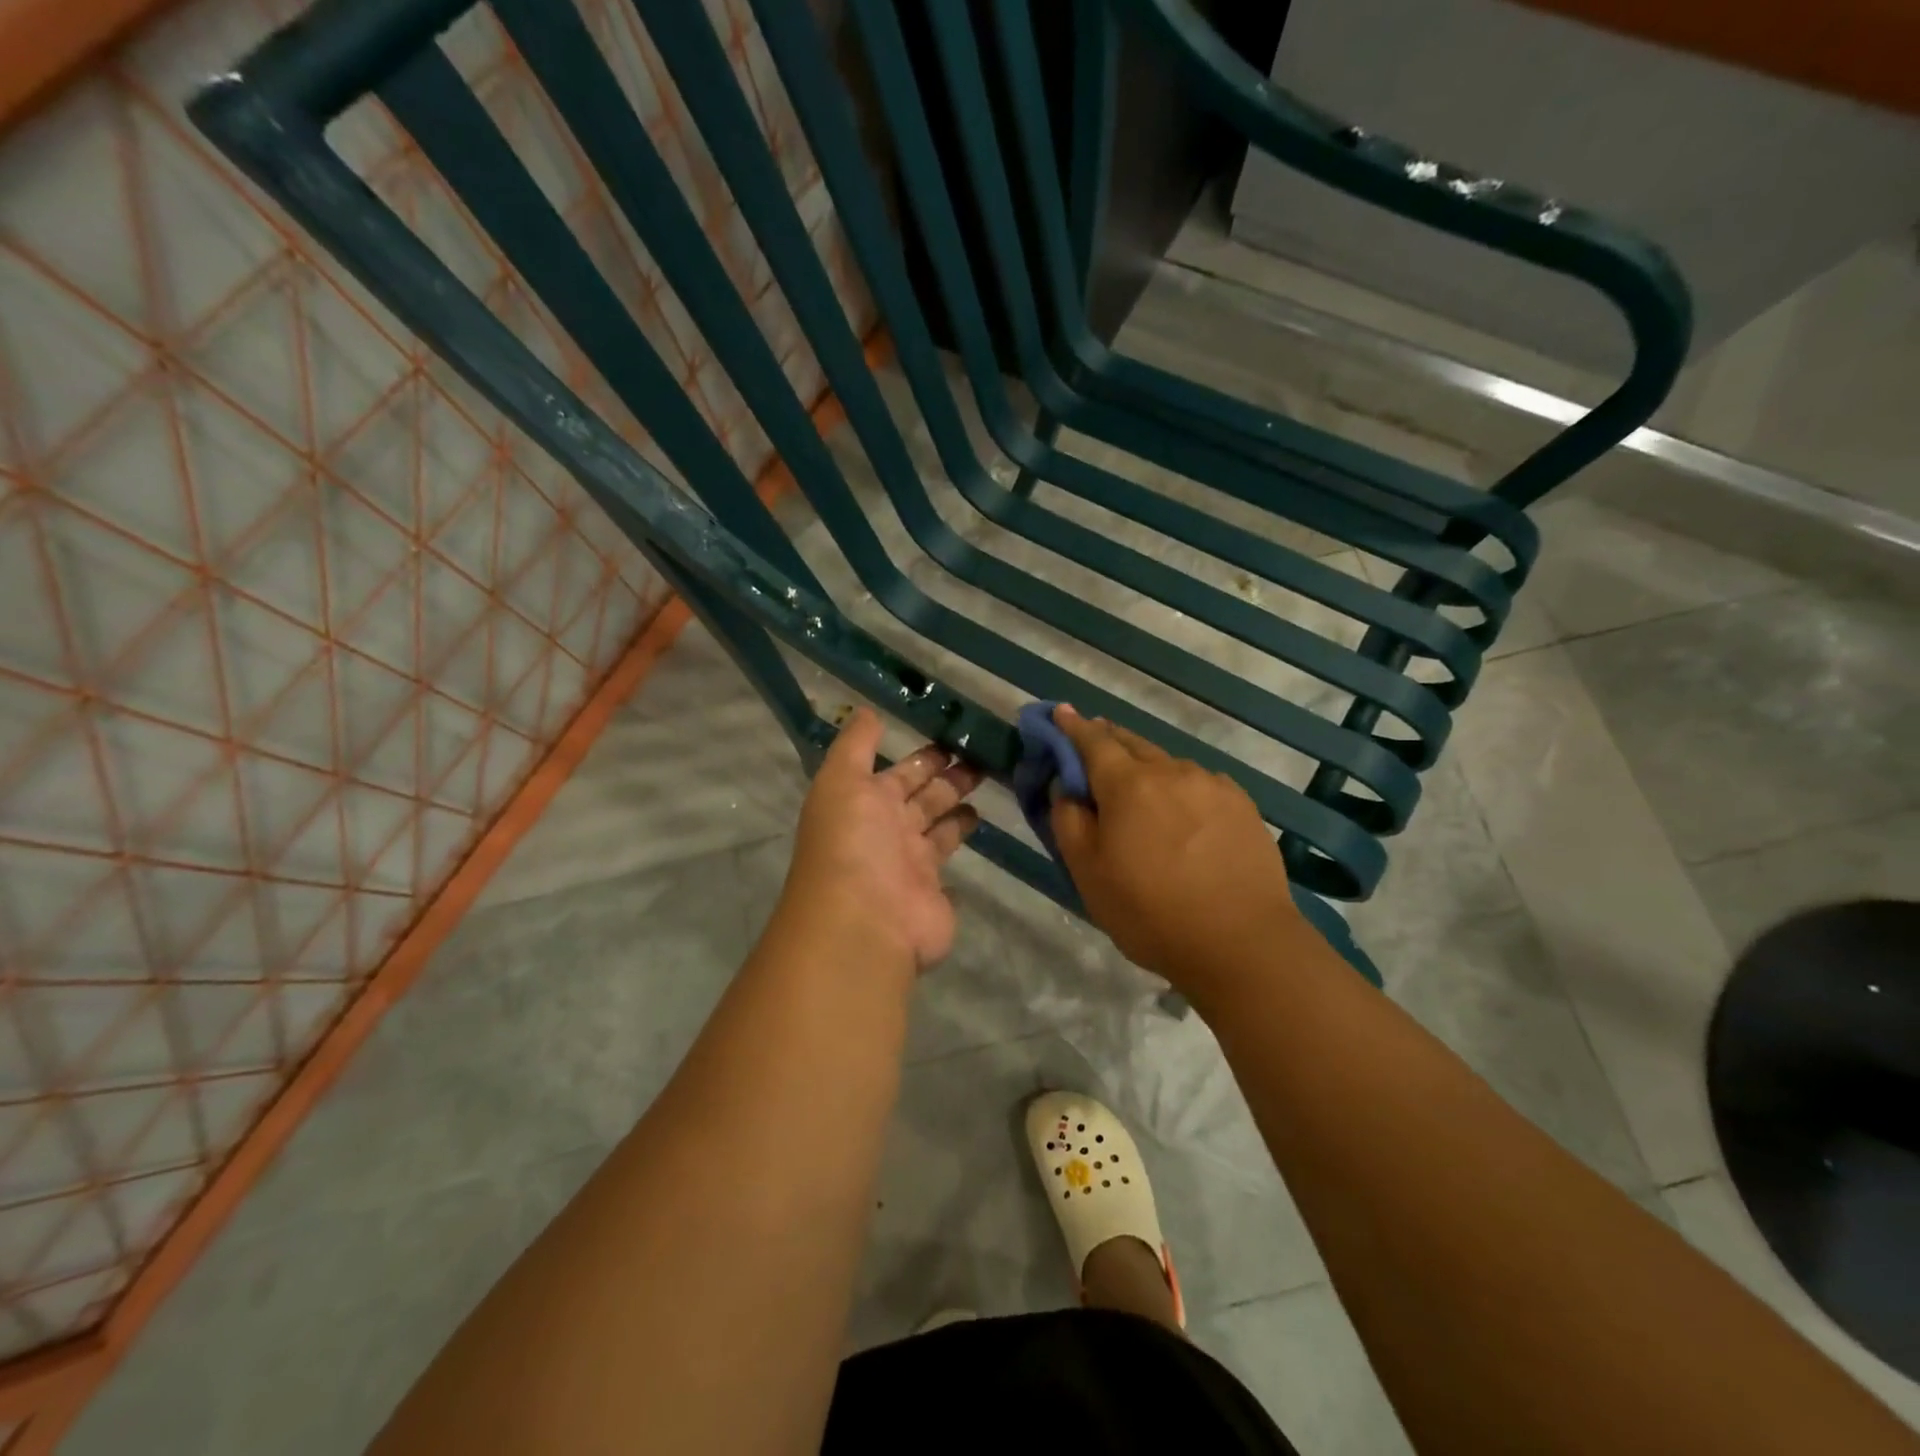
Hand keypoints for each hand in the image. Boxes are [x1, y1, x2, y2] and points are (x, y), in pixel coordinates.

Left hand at [777, 708, 982, 969]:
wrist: (863, 922)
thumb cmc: (853, 844)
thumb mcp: (842, 781)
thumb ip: (856, 745)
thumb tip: (867, 711)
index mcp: (867, 803)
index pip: (901, 772)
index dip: (926, 755)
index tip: (956, 736)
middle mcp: (889, 831)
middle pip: (925, 797)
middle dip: (950, 777)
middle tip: (985, 756)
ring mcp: (912, 865)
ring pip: (941, 828)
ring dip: (959, 808)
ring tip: (992, 785)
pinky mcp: (936, 894)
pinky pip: (949, 869)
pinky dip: (958, 854)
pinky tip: (980, 839)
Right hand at [1049, 706, 1303, 990]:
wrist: (1243, 944)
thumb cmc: (1151, 912)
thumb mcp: (1088, 874)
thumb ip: (1069, 821)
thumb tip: (1067, 787)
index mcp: (1128, 784)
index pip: (1092, 741)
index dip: (1071, 726)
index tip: (1059, 712)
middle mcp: (1171, 771)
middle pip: (1131, 743)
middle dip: (1107, 740)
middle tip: (1092, 748)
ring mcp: (1212, 785)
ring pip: (1168, 764)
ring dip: (1146, 769)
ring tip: (1140, 797)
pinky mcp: (1242, 805)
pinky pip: (1199, 784)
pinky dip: (1180, 788)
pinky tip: (1183, 816)